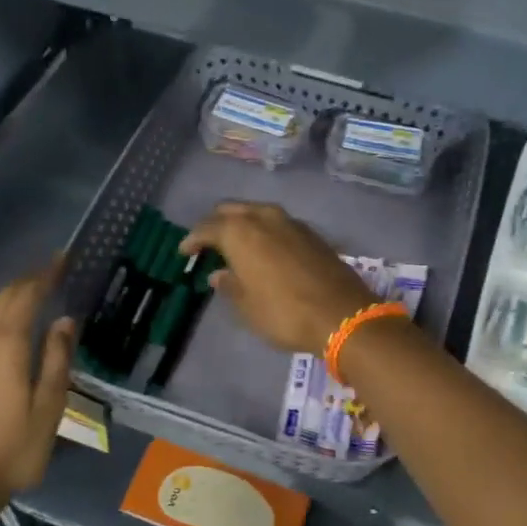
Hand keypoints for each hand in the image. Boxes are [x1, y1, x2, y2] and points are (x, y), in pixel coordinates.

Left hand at [0, 258, 75, 505]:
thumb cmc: (14, 445)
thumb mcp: (49, 406)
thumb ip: (58, 358)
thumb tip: (65, 320)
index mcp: (8, 345)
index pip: (26, 296)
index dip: (45, 275)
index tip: (63, 260)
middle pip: (5, 297)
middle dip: (29, 280)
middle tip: (53, 270)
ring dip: (13, 295)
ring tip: (36, 289)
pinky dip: (0, 312)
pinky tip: (11, 320)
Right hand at [180, 202, 378, 353]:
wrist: (342, 315)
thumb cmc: (284, 313)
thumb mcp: (247, 307)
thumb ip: (229, 285)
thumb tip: (219, 274)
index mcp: (240, 232)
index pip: (207, 228)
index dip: (192, 240)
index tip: (184, 252)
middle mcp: (264, 217)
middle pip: (231, 210)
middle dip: (217, 224)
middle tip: (208, 244)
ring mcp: (291, 222)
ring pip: (257, 212)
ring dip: (243, 224)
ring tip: (235, 245)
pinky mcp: (312, 233)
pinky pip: (277, 223)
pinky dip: (265, 231)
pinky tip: (264, 250)